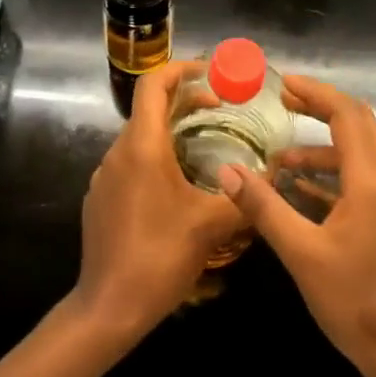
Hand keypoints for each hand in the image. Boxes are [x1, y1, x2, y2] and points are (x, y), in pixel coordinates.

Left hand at [75, 61, 248, 338]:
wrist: (109, 307)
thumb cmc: (161, 257)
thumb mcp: (212, 225)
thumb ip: (247, 197)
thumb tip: (275, 176)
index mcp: (142, 147)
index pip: (154, 85)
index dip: (182, 70)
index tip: (212, 74)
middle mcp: (118, 153)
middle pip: (148, 110)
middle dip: (185, 103)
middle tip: (221, 111)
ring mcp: (104, 177)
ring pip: (140, 139)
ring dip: (171, 133)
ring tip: (206, 149)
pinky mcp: (100, 199)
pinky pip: (130, 164)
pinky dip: (155, 159)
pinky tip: (178, 189)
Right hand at [217, 75, 375, 376]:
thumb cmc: (357, 303)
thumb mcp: (302, 254)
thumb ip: (264, 208)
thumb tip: (227, 171)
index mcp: (373, 181)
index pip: (347, 114)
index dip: (315, 93)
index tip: (281, 83)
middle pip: (359, 125)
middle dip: (320, 109)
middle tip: (281, 103)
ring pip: (361, 154)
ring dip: (323, 147)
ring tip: (279, 157)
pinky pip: (364, 180)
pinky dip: (334, 174)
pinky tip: (302, 189)